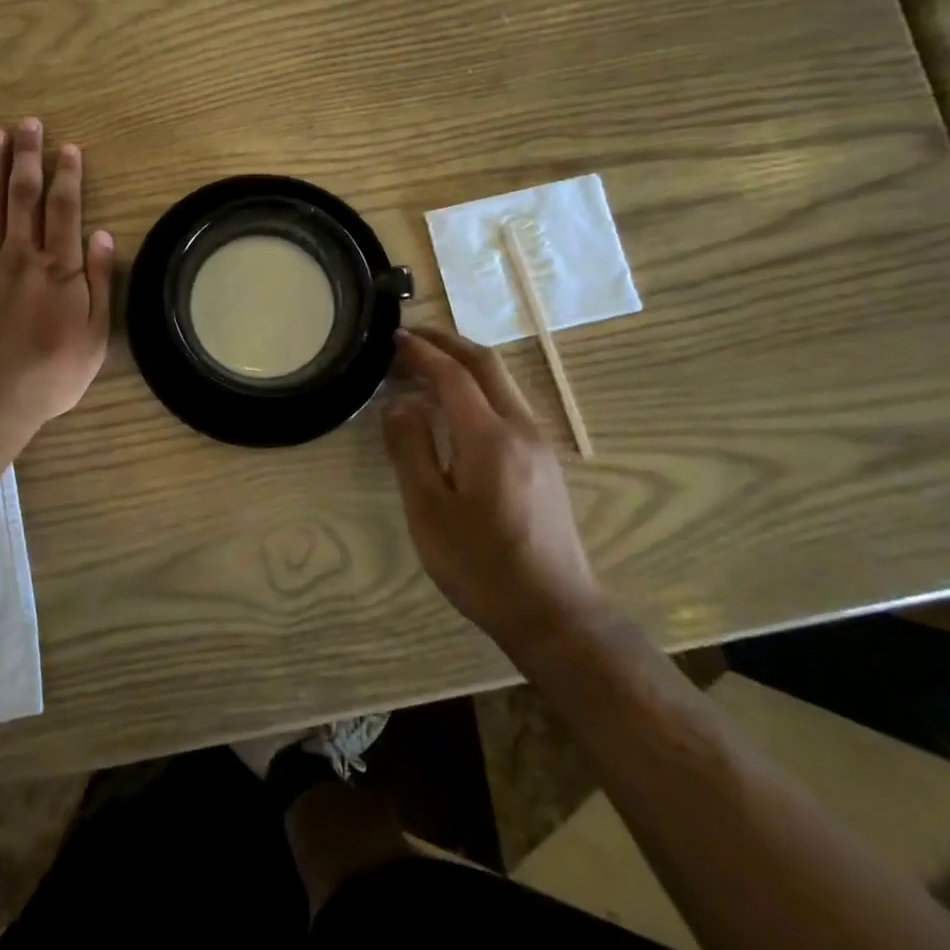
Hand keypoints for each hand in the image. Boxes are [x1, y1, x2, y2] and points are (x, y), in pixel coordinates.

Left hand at [0, 117, 112, 441]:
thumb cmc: (50, 375)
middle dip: (27, 157)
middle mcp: (20, 256)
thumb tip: (101, 235)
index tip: (68, 147)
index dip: (67, 176)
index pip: (64, 210)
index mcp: (57, 270)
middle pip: (24, 197)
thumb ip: (97, 283)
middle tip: (28, 124)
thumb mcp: (94, 337)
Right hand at [381, 326, 604, 653]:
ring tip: (426, 366)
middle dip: (448, 342)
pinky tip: (455, 408)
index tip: (394, 337)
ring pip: (501, 383)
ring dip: (464, 364)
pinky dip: (477, 389)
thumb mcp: (430, 511)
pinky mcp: (544, 463)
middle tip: (411, 335)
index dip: (422, 351)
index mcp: (490, 436)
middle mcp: (521, 428)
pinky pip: (507, 405)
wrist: (555, 614)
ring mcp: (538, 445)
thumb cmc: (482, 565)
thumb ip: (411, 450)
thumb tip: (397, 404)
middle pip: (486, 364)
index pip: (454, 374)